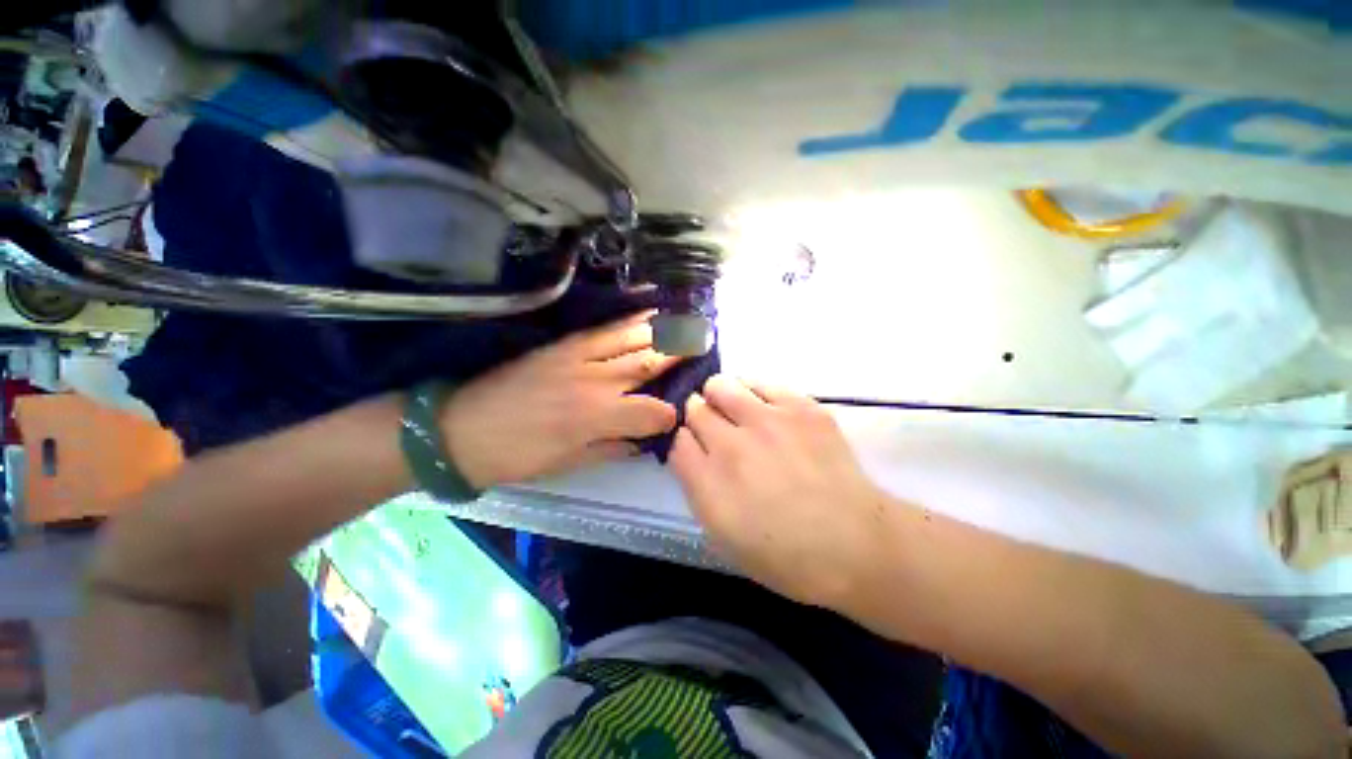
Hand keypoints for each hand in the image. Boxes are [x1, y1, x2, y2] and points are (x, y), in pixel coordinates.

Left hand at [441, 313, 680, 488]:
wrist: (457, 428)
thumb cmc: (514, 455)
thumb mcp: (565, 464)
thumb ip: (609, 449)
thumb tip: (640, 441)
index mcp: (594, 417)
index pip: (649, 412)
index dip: (668, 414)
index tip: (678, 414)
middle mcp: (594, 382)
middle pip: (647, 364)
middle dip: (679, 355)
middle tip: (704, 345)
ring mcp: (577, 357)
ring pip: (631, 340)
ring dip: (662, 332)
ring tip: (687, 324)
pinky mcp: (562, 344)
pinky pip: (604, 329)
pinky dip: (630, 320)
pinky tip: (648, 313)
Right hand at [670, 375, 893, 607]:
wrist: (855, 544)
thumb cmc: (785, 555)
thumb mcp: (723, 538)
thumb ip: (698, 488)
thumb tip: (692, 452)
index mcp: (709, 483)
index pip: (677, 440)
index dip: (685, 442)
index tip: (697, 447)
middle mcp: (731, 445)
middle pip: (694, 408)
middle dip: (699, 417)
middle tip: (717, 430)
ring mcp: (767, 421)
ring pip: (722, 385)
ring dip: (721, 397)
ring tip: (737, 412)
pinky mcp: (800, 407)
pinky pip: (760, 383)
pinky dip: (754, 393)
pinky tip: (766, 411)